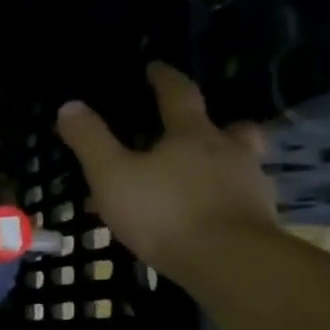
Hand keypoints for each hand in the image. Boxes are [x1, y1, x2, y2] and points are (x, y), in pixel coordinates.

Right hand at [57, 63, 277, 282]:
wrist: (229, 262)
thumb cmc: (164, 211)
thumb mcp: (112, 175)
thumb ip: (91, 141)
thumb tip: (70, 105)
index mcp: (192, 135)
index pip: (179, 95)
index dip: (165, 79)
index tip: (156, 68)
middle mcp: (229, 153)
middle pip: (231, 128)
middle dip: (217, 125)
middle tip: (202, 130)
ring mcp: (250, 187)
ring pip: (241, 166)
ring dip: (224, 166)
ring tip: (201, 181)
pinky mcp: (260, 222)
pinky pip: (242, 202)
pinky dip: (226, 203)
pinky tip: (209, 219)